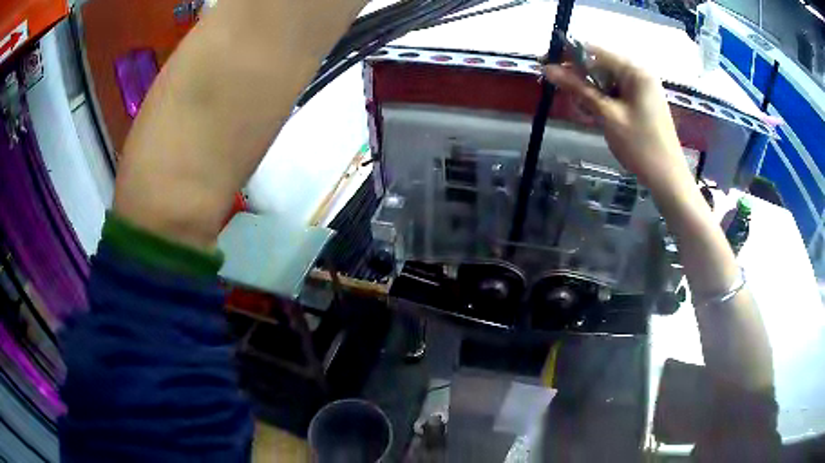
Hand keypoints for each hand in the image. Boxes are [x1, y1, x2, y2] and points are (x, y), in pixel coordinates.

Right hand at [543, 45, 691, 195]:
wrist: (668, 178)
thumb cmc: (640, 146)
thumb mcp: (607, 115)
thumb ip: (579, 89)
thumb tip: (547, 69)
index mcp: (635, 70)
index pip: (594, 51)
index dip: (567, 55)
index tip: (545, 64)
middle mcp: (639, 73)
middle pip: (601, 64)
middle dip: (580, 76)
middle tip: (563, 93)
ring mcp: (643, 88)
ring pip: (607, 80)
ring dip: (590, 91)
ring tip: (582, 110)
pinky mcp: (642, 102)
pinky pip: (616, 92)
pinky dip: (603, 100)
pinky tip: (597, 114)